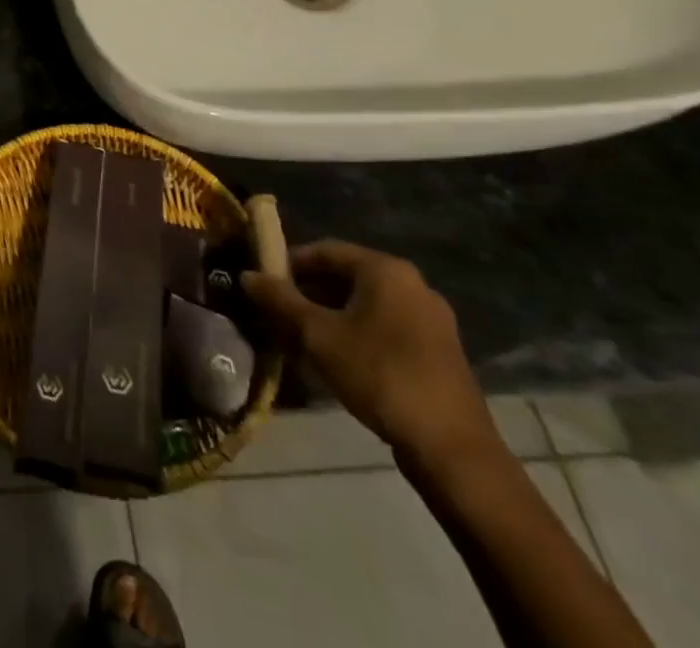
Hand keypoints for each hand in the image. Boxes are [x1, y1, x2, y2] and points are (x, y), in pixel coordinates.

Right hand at [243, 240, 497, 467]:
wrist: (452, 449)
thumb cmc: (379, 375)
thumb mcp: (318, 336)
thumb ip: (281, 301)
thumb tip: (247, 275)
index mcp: (385, 270)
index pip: (325, 250)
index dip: (289, 263)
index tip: (264, 283)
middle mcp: (412, 284)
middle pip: (346, 277)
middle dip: (308, 293)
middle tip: (278, 313)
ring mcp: (430, 319)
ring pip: (365, 305)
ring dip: (330, 315)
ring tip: (301, 339)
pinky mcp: (439, 351)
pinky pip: (386, 327)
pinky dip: (357, 333)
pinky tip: (337, 359)